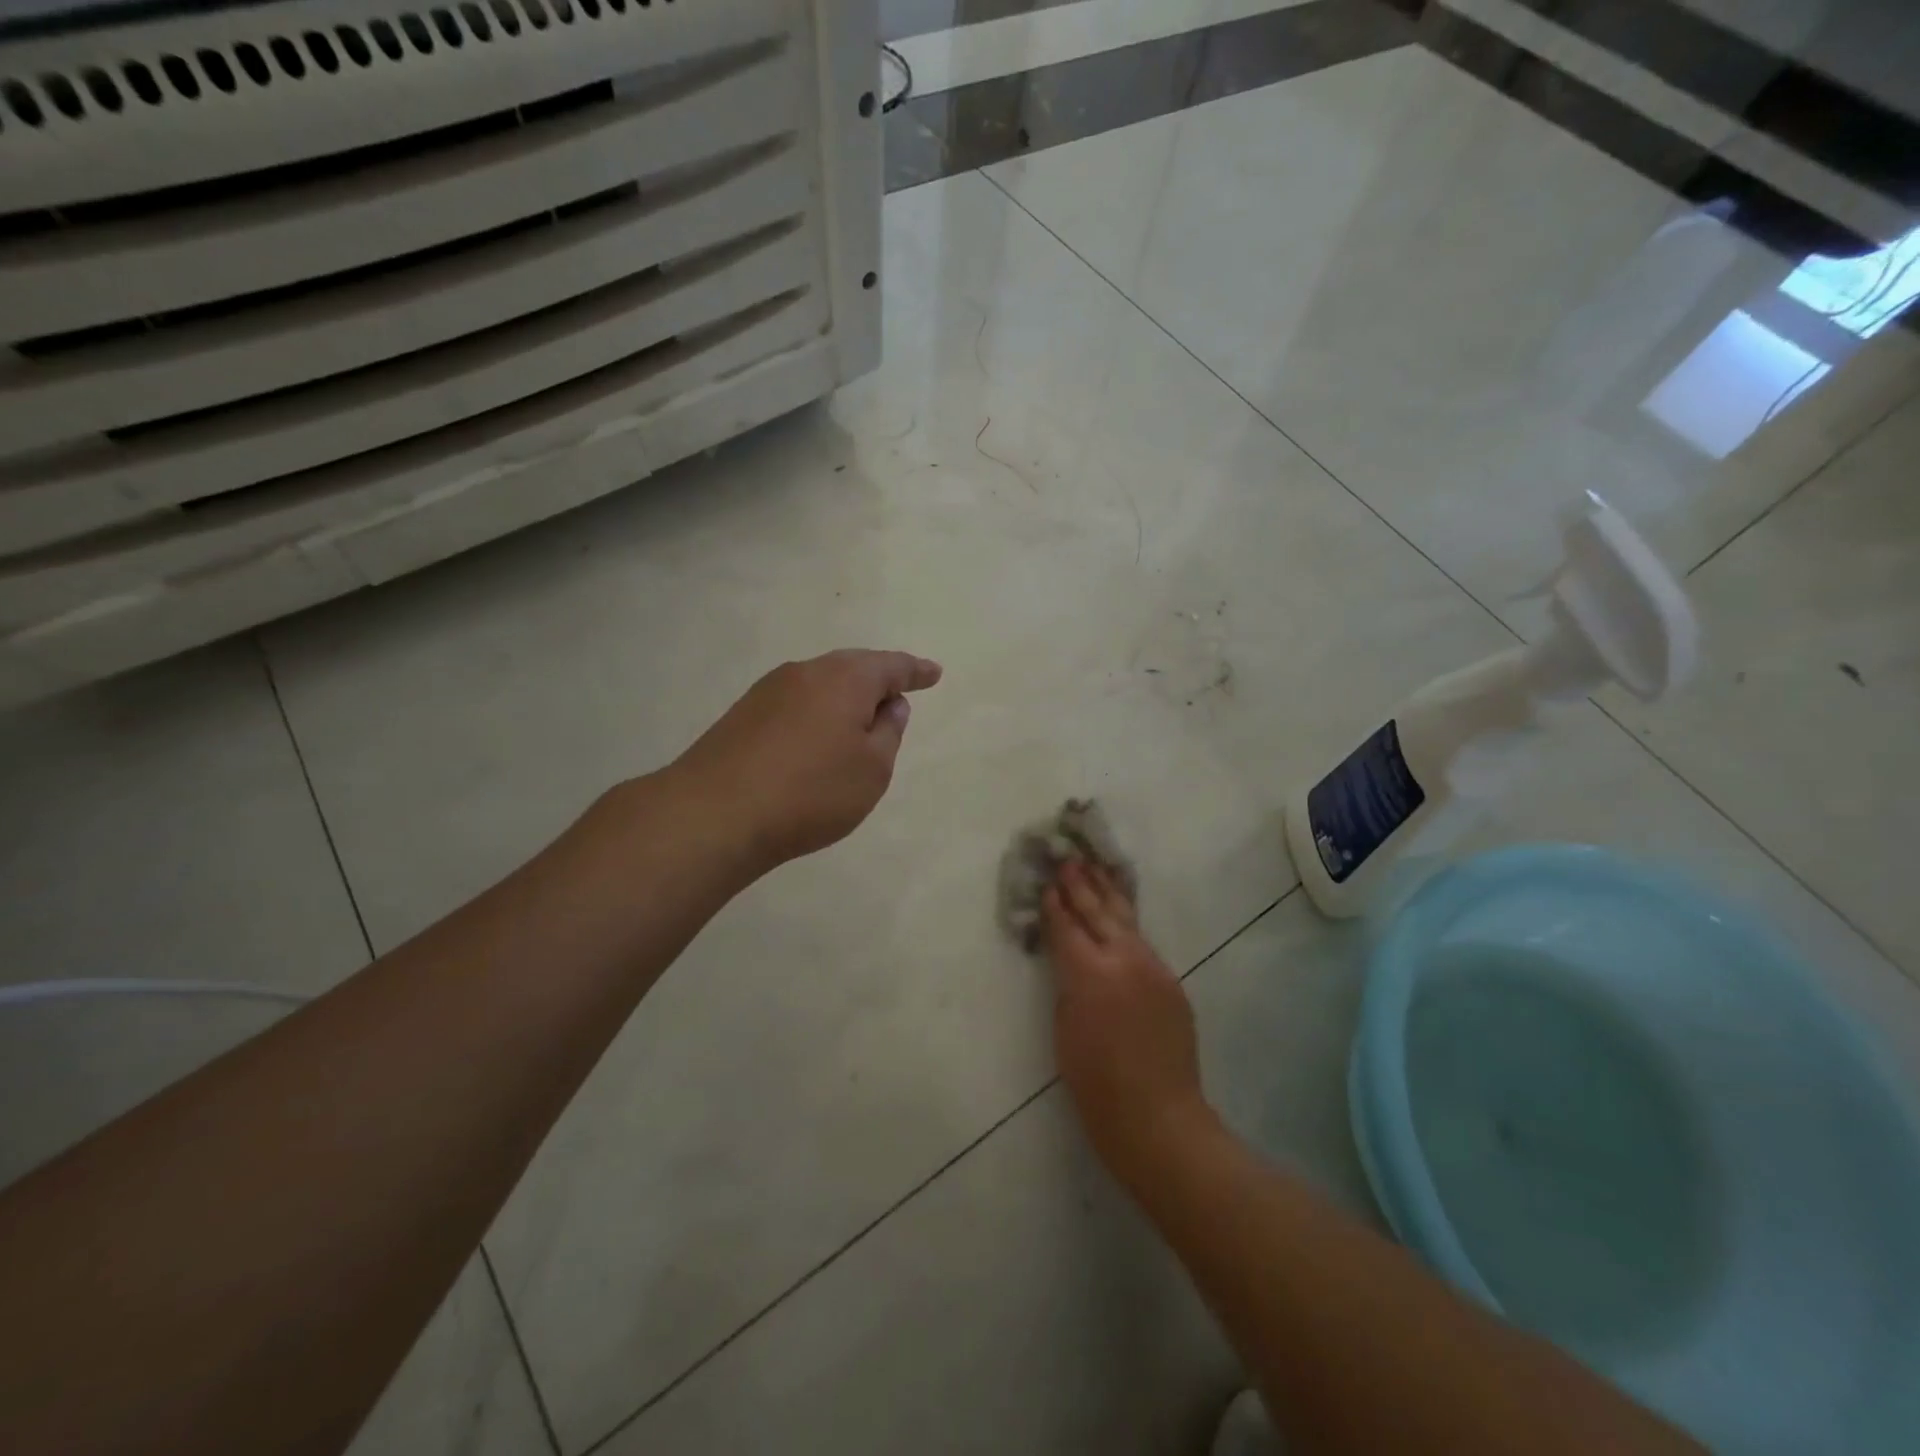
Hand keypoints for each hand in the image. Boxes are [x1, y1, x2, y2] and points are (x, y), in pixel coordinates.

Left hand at [672, 648, 943, 870]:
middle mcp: (806, 672)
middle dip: (878, 679)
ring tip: (860, 720)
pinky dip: (817, 712)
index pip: (891, 666)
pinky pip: (796, 702)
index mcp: (845, 678)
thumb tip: (889, 704)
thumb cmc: (811, 792)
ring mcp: (769, 690)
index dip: (915, 671)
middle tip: (899, 694)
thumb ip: (888, 731)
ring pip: (821, 683)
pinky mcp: (743, 714)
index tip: (934, 673)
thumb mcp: (872, 768)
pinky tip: (817, 737)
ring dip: (845, 697)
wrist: (715, 814)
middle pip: (852, 667)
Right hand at [1044, 861, 1213, 1190]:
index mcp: (1090, 973)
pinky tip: (1120, 910)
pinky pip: (1142, 942)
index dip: (1055, 904)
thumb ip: (1068, 984)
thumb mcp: (1065, 1030)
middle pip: (1097, 912)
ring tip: (1095, 867)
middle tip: (1069, 858)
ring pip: (1125, 919)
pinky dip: (1126, 921)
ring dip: (1108, 892)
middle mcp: (1124, 959)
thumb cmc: (1096, 1085)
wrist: (1159, 1118)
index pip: (1067, 927)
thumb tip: (1069, 958)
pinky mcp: (1170, 980)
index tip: (1047, 880)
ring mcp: (1153, 967)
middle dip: (1080, 885)